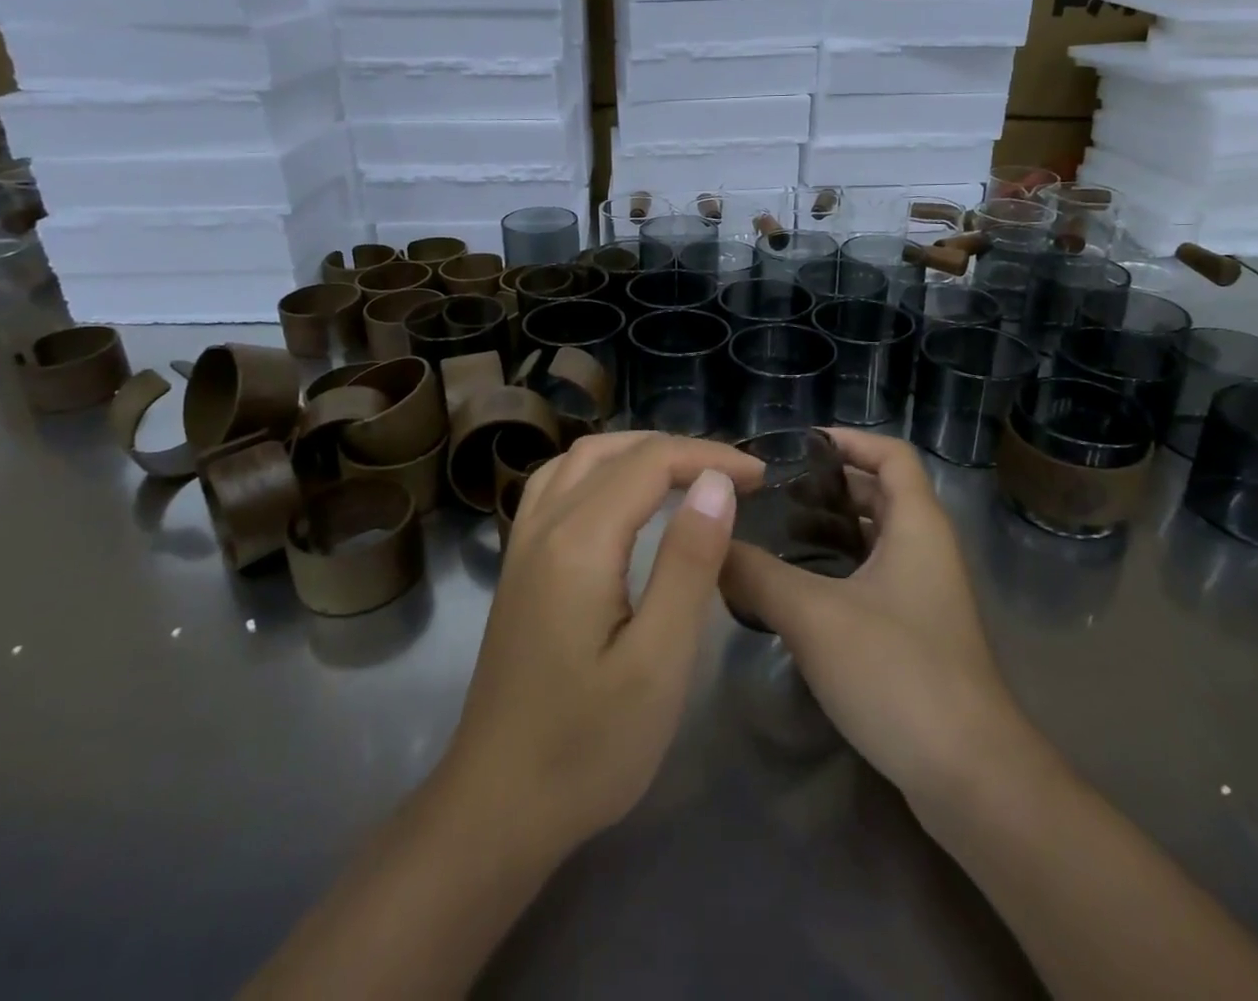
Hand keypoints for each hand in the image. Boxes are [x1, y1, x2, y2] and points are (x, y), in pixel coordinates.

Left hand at [437, 432, 764, 856]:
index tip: (760, 479)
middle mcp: (544, 524)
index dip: (710, 458)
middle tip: (732, 476)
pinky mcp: (518, 565)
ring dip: (635, 452)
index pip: (651, 463)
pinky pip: (556, 485)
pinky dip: (599, 469)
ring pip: (579, 460)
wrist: (497, 806)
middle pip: (614, 451)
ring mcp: (522, 543)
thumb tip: (716, 483)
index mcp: (580, 540)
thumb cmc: (589, 745)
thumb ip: (688, 563)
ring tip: (685, 474)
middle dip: (678, 450)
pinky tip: (619, 497)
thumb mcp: (659, 661)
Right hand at [719, 428, 1046, 816]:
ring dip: (829, 530)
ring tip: (771, 533)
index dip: (849, 439)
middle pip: (879, 495)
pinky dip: (837, 571)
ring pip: (874, 541)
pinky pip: (873, 580)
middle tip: (769, 491)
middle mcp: (927, 551)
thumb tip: (709, 549)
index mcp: (917, 526)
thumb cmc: (897, 673)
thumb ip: (755, 575)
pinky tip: (795, 591)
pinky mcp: (917, 635)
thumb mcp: (813, 615)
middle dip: (827, 485)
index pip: (891, 454)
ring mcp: (926, 596)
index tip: (797, 444)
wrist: (971, 779)